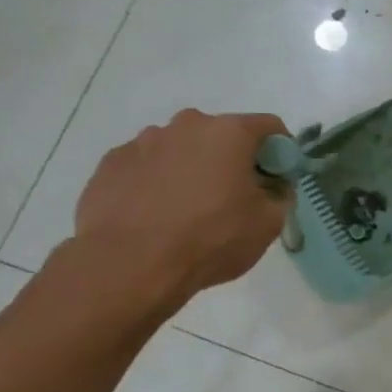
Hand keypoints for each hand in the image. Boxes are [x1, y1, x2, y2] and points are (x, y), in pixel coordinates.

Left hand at [71, 109, 290, 308]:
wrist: (129, 265)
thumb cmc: (211, 239)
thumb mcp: (268, 224)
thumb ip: (280, 196)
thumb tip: (273, 187)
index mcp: (228, 133)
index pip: (269, 127)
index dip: (281, 151)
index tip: (278, 178)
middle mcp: (185, 126)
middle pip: (220, 135)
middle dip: (232, 159)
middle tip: (234, 197)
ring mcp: (142, 142)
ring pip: (180, 150)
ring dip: (192, 169)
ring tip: (188, 210)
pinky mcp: (110, 164)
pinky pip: (146, 167)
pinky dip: (157, 183)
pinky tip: (156, 215)